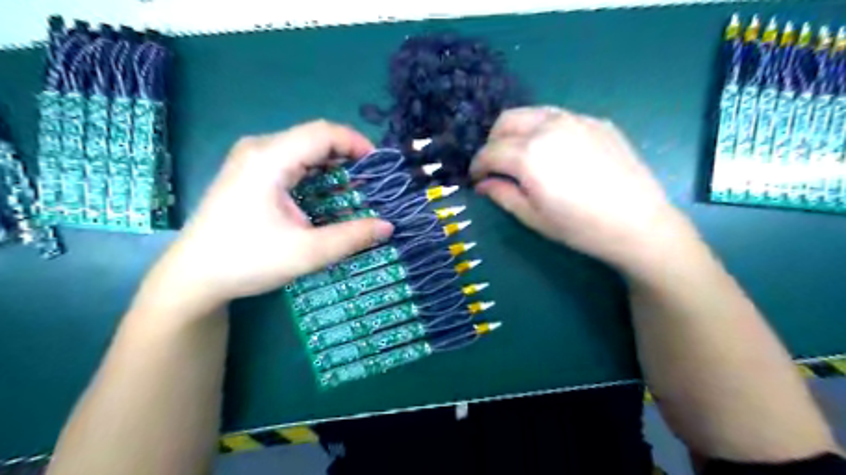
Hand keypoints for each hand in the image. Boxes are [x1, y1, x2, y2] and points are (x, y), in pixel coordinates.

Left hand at [135, 121, 392, 317]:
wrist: (194, 276)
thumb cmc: (247, 261)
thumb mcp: (307, 252)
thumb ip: (352, 237)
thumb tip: (388, 226)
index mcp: (269, 159)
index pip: (323, 133)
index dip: (356, 143)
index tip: (379, 167)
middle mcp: (259, 149)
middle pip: (314, 138)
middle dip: (347, 156)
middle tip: (371, 182)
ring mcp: (250, 160)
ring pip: (303, 149)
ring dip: (332, 165)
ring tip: (355, 189)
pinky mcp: (248, 173)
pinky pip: (291, 161)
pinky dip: (315, 173)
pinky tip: (326, 194)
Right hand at [469, 106, 692, 271]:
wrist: (639, 223)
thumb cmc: (580, 227)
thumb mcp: (533, 217)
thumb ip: (502, 194)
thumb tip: (483, 184)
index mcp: (528, 154)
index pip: (489, 151)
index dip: (477, 166)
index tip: (475, 179)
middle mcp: (548, 127)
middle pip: (505, 121)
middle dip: (493, 142)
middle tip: (496, 165)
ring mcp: (575, 119)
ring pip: (531, 113)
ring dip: (517, 132)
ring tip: (522, 156)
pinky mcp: (596, 121)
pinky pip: (559, 117)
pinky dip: (544, 130)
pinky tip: (555, 153)